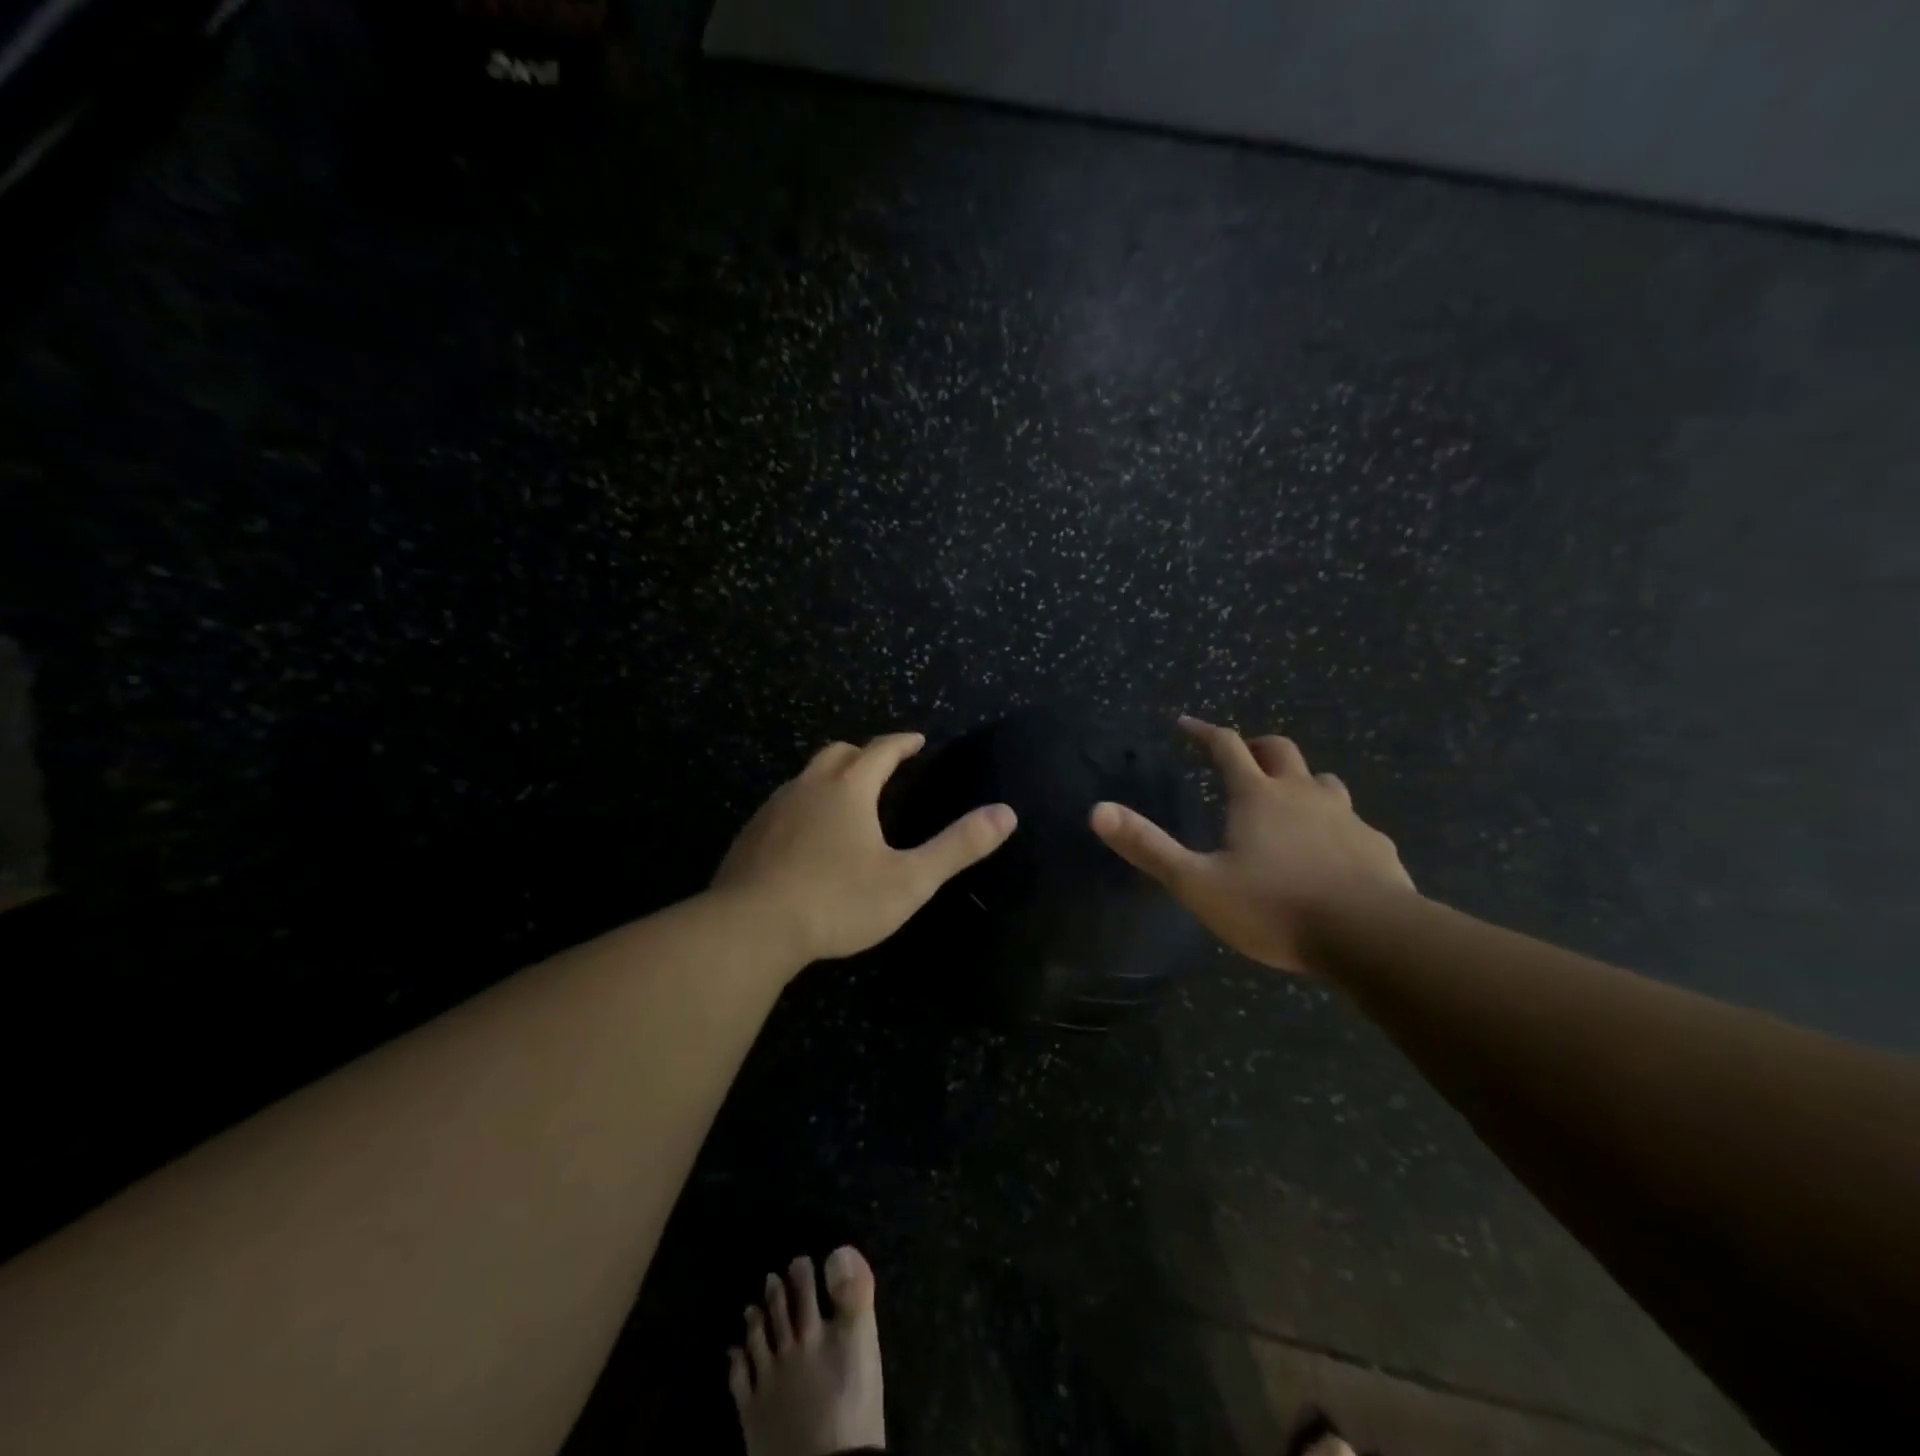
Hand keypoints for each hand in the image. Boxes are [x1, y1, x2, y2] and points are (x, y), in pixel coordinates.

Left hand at [713, 733, 1017, 964]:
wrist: (751, 929)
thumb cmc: (838, 901)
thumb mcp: (909, 879)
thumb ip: (958, 846)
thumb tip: (1006, 813)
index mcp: (849, 789)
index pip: (880, 750)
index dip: (902, 742)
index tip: (916, 740)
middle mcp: (808, 787)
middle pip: (837, 753)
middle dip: (863, 753)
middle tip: (882, 765)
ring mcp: (773, 810)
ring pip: (805, 777)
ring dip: (829, 778)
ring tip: (846, 799)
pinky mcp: (750, 836)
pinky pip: (783, 806)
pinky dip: (803, 806)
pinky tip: (806, 837)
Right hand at [1089, 716, 1414, 973]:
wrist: (1370, 937)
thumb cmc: (1275, 906)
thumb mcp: (1198, 883)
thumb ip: (1148, 847)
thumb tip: (1097, 811)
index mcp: (1257, 796)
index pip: (1225, 747)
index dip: (1202, 732)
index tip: (1185, 724)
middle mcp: (1302, 794)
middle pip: (1279, 751)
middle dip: (1256, 746)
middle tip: (1241, 756)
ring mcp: (1345, 818)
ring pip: (1323, 781)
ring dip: (1301, 781)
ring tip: (1288, 800)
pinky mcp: (1377, 846)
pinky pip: (1354, 823)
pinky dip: (1335, 825)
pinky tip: (1333, 852)